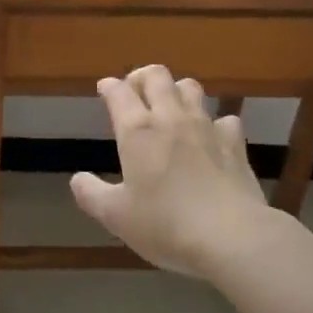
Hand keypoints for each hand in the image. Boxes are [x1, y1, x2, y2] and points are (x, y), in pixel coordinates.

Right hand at [70, 64, 274, 277]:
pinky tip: (212, 137)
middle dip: (142, 77)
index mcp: (137, 131)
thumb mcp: (116, 217)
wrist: (232, 236)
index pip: (119, 93)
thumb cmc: (165, 225)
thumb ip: (92, 194)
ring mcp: (206, 127)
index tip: (104, 88)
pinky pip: (224, 119)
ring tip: (171, 106)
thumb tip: (77, 179)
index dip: (109, 87)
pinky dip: (215, 123)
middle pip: (157, 76)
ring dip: (177, 90)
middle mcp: (171, 118)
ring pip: (191, 88)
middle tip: (135, 91)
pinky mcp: (235, 144)